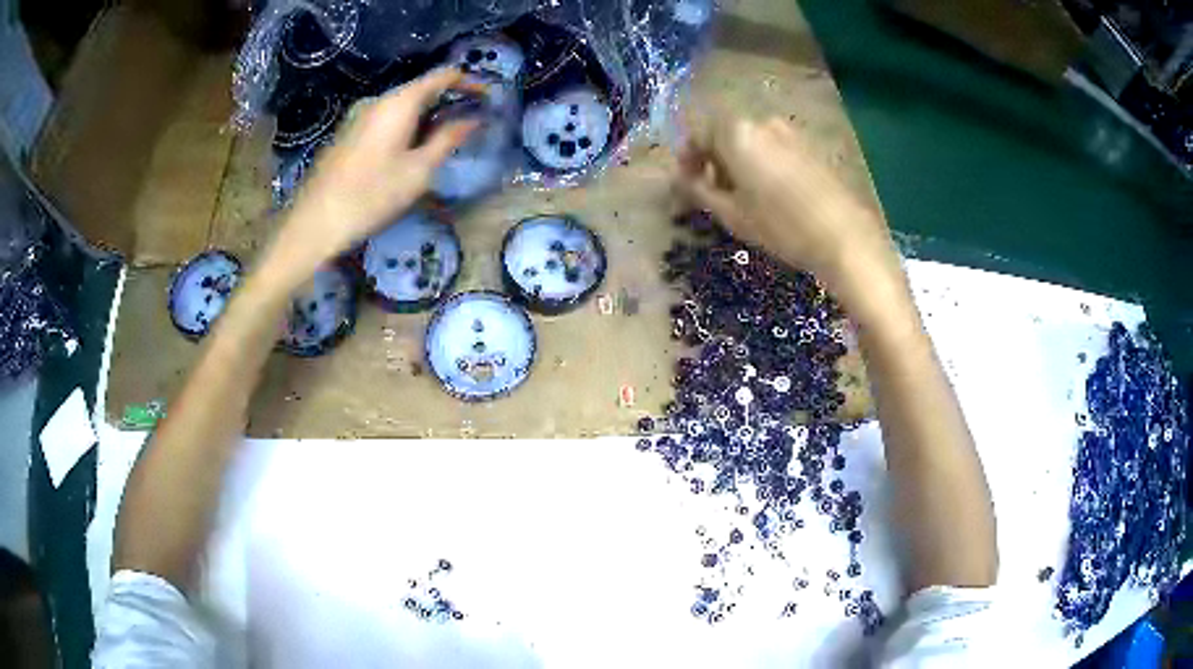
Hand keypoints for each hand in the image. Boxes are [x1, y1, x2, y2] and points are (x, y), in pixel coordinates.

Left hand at [269, 68, 478, 278]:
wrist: (315, 222)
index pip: (442, 75)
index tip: (489, 97)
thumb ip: (448, 139)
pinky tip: (412, 149)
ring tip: (446, 138)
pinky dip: (408, 125)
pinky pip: (387, 119)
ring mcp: (360, 116)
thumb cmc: (371, 196)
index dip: (469, 81)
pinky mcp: (349, 133)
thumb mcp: (418, 171)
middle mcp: (379, 101)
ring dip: (428, 115)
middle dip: (449, 100)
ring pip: (403, 105)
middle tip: (471, 121)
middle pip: (422, 88)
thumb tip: (474, 118)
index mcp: (399, 102)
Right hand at [674, 114, 901, 314]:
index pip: (698, 134)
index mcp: (736, 133)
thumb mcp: (732, 214)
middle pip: (726, 134)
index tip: (686, 183)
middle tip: (714, 193)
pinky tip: (771, 194)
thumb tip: (681, 180)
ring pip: (752, 142)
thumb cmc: (780, 225)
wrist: (843, 235)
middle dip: (714, 160)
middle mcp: (762, 123)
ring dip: (740, 162)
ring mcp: (790, 133)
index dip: (687, 158)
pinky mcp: (811, 148)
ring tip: (744, 197)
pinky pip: (775, 149)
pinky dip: (763, 164)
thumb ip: (699, 191)